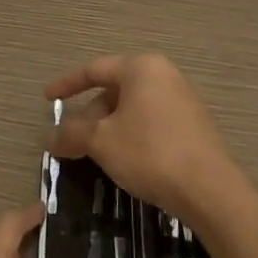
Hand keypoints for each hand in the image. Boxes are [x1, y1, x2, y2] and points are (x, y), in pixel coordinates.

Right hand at [46, 53, 240, 227]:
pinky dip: (130, 135)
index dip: (66, 85)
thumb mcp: (101, 142)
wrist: (209, 190)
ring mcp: (183, 100)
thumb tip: (47, 137)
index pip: (94, 70)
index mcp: (142, 68)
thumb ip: (71, 134)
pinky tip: (123, 161)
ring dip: (108, 129)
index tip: (47, 99)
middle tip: (71, 142)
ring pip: (132, 109)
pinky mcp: (193, 125)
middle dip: (89, 116)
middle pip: (114, 91)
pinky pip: (151, 122)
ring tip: (93, 154)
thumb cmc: (149, 153)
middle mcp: (164, 75)